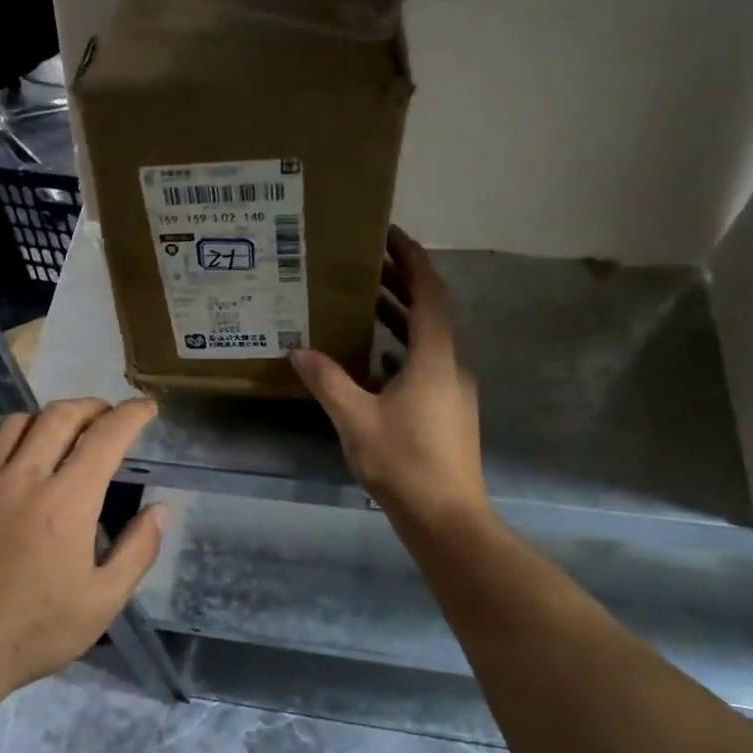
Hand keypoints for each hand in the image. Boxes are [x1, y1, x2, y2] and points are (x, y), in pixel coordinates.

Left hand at [0, 397, 166, 697]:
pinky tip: (12, 447)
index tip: (147, 407)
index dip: (132, 415)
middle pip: (60, 416)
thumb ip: (137, 551)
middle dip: (92, 406)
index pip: (106, 437)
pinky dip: (5, 432)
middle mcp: (25, 477)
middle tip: (108, 416)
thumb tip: (160, 510)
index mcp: (67, 501)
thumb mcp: (102, 602)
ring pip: (18, 422)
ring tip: (63, 430)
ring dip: (48, 416)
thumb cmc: (34, 631)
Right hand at [291, 228, 486, 528]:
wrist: (446, 517)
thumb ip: (328, 380)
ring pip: (426, 340)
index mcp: (434, 357)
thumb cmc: (403, 461)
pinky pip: (424, 365)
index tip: (388, 235)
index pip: (428, 292)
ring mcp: (453, 389)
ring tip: (362, 303)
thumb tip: (300, 350)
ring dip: (399, 318)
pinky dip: (400, 351)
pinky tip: (372, 361)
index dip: (411, 259)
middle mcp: (450, 365)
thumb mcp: (355, 418)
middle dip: (400, 283)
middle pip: (429, 311)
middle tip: (364, 264)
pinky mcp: (448, 411)